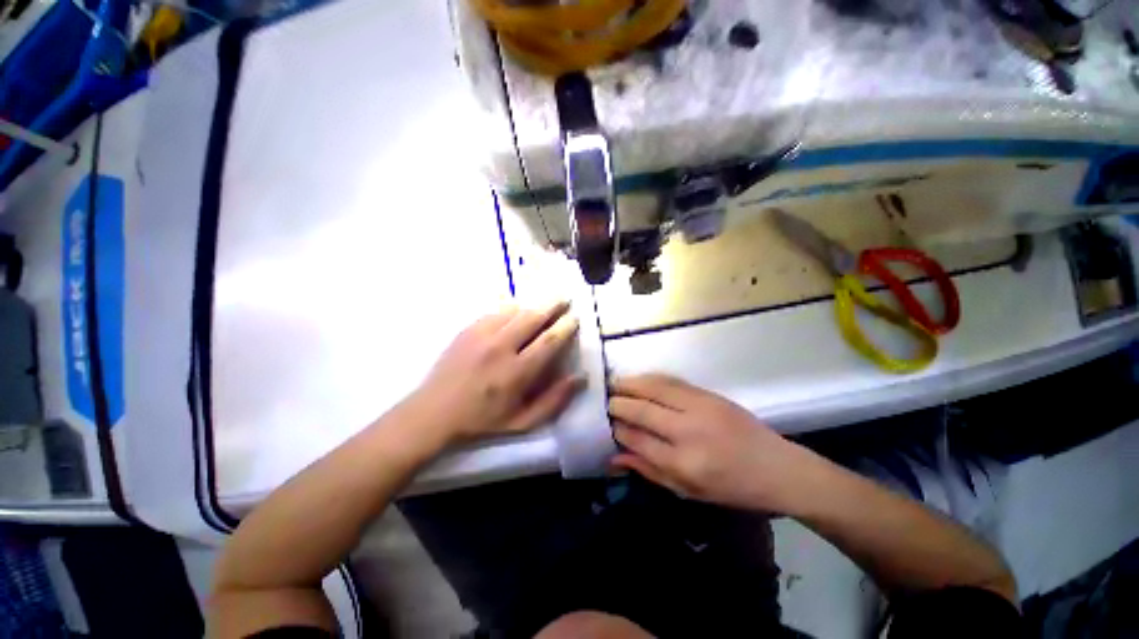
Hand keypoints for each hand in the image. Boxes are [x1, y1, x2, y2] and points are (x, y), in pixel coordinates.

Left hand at [407, 302, 583, 444]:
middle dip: (553, 305)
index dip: (566, 326)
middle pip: (533, 317)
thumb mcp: (522, 422)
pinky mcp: (467, 329)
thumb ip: (554, 401)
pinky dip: (511, 309)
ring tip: (543, 305)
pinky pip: (496, 311)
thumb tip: (580, 378)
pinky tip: (516, 312)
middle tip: (564, 299)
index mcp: (517, 372)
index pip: (549, 340)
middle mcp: (501, 347)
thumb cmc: (482, 421)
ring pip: (515, 310)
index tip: (574, 318)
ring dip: (533, 306)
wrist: (433, 412)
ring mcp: (481, 335)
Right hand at [609, 375, 816, 512]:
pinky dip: (650, 379)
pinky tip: (639, 379)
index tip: (606, 424)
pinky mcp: (709, 395)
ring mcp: (700, 408)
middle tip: (605, 402)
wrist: (779, 469)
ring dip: (630, 384)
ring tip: (614, 384)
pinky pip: (672, 381)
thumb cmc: (732, 489)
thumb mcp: (688, 492)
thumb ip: (649, 471)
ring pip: (654, 389)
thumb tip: (615, 456)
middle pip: (641, 411)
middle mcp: (689, 432)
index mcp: (684, 464)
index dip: (617, 430)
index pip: (637, 440)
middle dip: (617, 404)